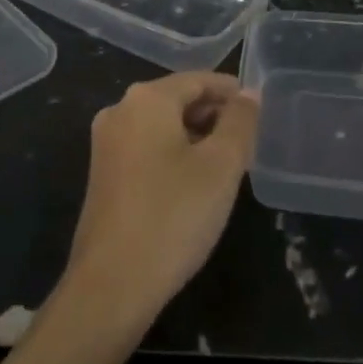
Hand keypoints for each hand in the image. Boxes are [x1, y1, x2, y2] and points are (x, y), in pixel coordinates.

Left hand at [67, 72, 260, 323]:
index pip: (197, 79)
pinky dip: (174, 154)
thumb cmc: (173, 215)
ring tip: (229, 162)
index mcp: (145, 100)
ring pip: (162, 126)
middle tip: (248, 139)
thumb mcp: (221, 165)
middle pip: (177, 99)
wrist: (112, 283)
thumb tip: (248, 94)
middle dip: (214, 114)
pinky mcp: (103, 174)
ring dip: (196, 136)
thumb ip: (239, 122)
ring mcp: (107, 144)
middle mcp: (120, 111)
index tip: (258, 109)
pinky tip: (196, 182)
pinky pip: (147, 148)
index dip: (230, 90)